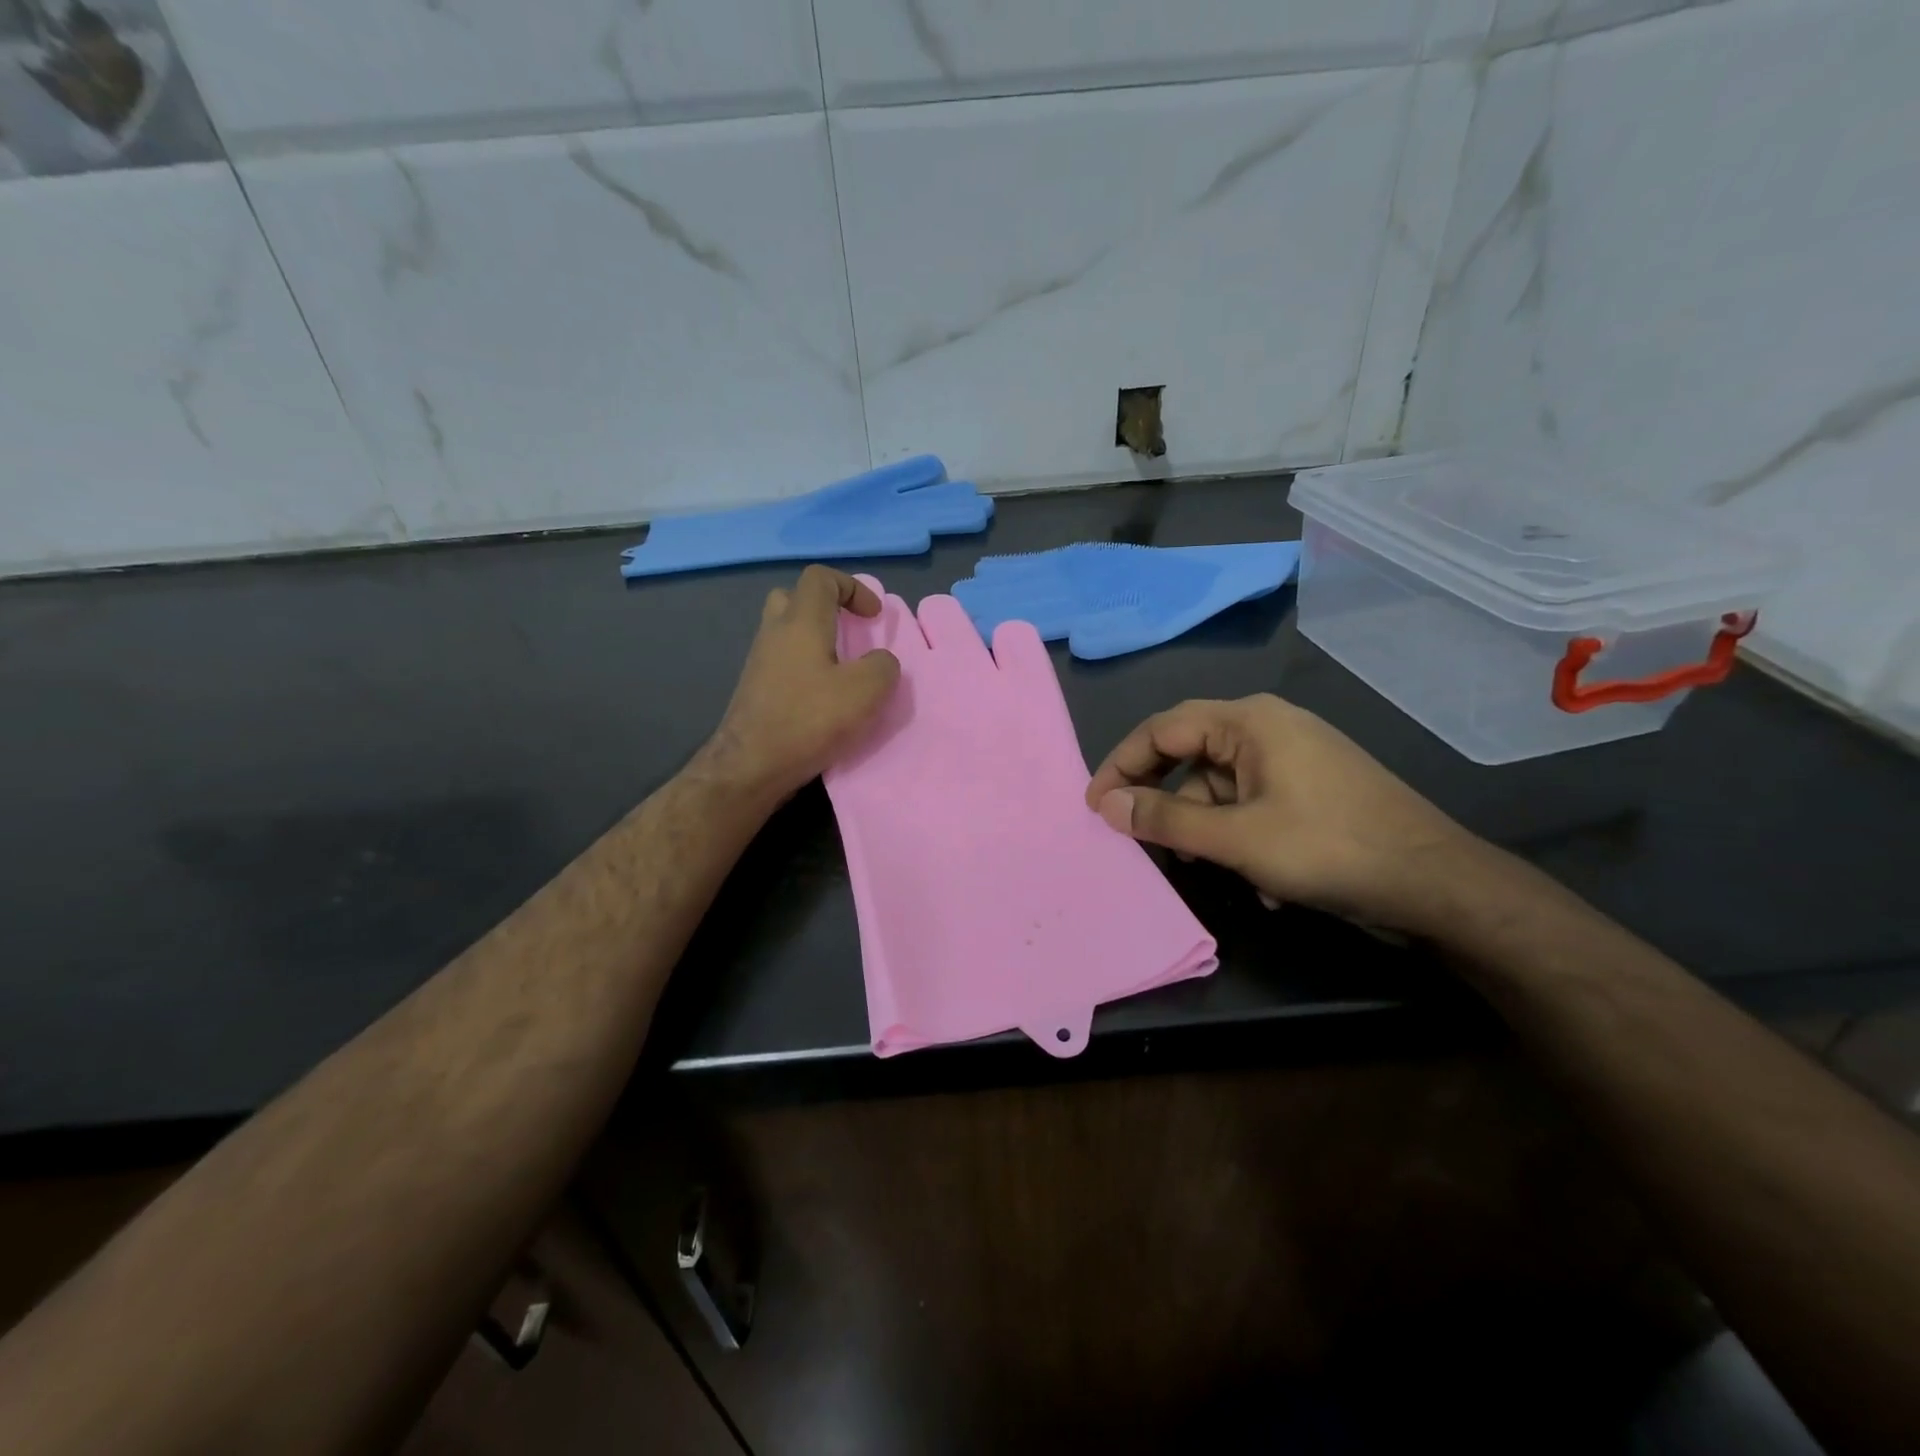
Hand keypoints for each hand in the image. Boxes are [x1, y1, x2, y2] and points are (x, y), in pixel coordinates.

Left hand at [701, 565, 900, 804]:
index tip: (873, 618)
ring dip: (815, 642)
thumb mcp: (866, 691)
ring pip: (786, 633)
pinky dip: (804, 669)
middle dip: (826, 609)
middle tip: (849, 634)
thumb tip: (880, 662)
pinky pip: (782, 662)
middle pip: (794, 598)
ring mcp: (759, 662)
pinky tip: (822, 699)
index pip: (820, 578)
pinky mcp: (755, 690)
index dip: (852, 587)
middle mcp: (774, 633)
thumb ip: (883, 666)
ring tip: (842, 671)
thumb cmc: (809, 720)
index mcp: (801, 622)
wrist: (751, 766)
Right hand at [1085, 694, 1484, 932]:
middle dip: (1167, 804)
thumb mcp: (1236, 839)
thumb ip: (1166, 820)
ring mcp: (1294, 760)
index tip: (1095, 806)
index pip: (1162, 729)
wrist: (1438, 885)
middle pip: (1190, 757)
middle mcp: (1269, 729)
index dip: (1121, 765)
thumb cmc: (1329, 850)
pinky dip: (1242, 839)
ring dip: (1209, 831)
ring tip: (1216, 873)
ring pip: (1222, 788)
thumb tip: (1107, 804)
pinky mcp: (1311, 791)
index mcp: (1249, 721)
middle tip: (1141, 841)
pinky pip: (1253, 806)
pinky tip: (1263, 883)